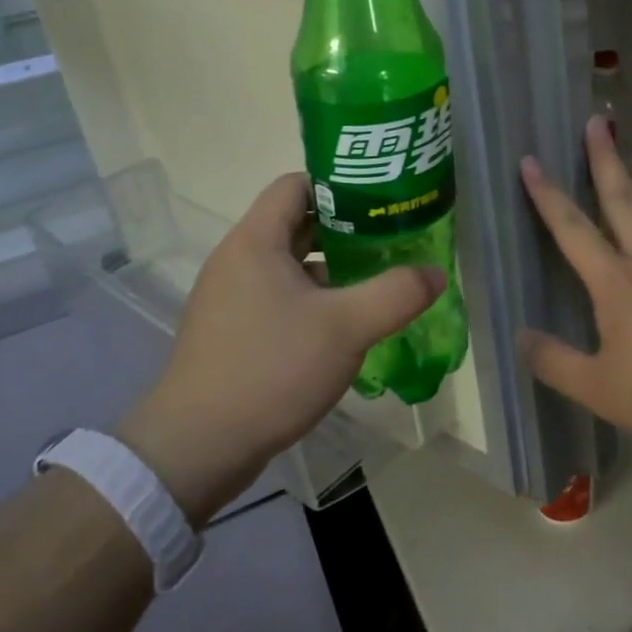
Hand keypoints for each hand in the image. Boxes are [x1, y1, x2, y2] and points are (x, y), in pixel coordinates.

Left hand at [119, 173, 444, 523]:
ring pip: (290, 265)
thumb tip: (435, 272)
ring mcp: (230, 297)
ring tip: (376, 281)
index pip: (297, 184)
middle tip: (391, 240)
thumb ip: (396, 293)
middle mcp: (237, 259)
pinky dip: (312, 300)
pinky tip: (343, 326)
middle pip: (297, 223)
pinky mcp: (231, 331)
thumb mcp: (346, 328)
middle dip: (346, 229)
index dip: (340, 186)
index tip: (381, 202)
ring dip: (331, 268)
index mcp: (256, 241)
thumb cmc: (270, 369)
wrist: (196, 448)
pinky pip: (278, 297)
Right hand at [520, 118, 631, 456]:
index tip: (531, 160)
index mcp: (617, 281)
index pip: (572, 228)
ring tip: (627, 159)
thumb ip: (555, 362)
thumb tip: (521, 337)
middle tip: (596, 122)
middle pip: (622, 197)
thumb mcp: (600, 389)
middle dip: (604, 158)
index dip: (547, 194)